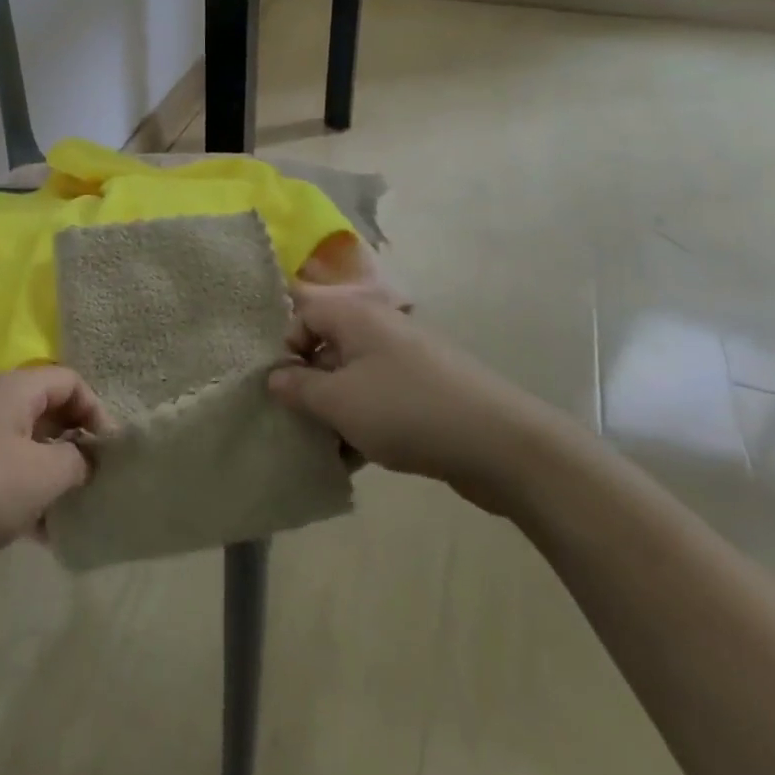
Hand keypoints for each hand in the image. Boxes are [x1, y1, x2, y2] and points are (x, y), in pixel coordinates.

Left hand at [0, 366, 109, 591]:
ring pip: (27, 447)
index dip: (97, 412)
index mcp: (15, 389)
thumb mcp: (42, 475)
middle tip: (95, 485)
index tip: (109, 455)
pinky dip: (26, 495)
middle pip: (49, 412)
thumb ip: (77, 462)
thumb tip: (85, 460)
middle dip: (76, 447)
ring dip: (52, 477)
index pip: (71, 382)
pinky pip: (4, 472)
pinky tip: (40, 535)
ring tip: (71, 515)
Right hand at [269, 284, 561, 510]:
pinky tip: (357, 459)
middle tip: (297, 422)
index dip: (285, 347)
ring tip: (327, 449)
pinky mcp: (424, 392)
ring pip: (352, 379)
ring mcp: (405, 361)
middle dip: (308, 386)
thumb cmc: (405, 410)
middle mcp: (378, 329)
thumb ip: (297, 388)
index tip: (281, 387)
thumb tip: (274, 377)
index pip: (303, 314)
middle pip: (327, 348)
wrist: (500, 443)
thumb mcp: (338, 401)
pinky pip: (379, 400)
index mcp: (354, 316)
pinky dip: (363, 423)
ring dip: (334, 411)